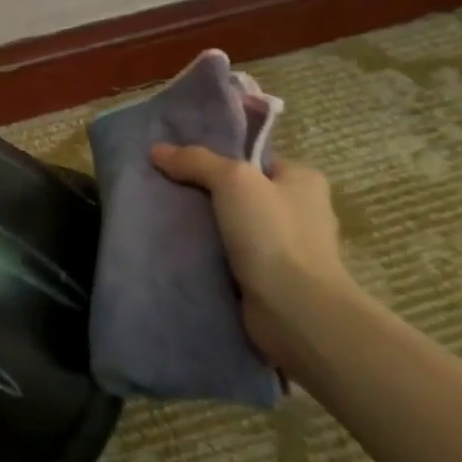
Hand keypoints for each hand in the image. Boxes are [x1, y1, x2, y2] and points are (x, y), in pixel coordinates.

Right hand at [147, 144, 353, 370]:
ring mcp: (290, 249)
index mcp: (304, 181)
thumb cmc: (272, 234)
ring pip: (236, 227)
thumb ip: (196, 161)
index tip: (181, 167)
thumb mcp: (232, 181)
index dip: (219, 161)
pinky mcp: (274, 280)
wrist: (295, 310)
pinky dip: (213, 256)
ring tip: (169, 223)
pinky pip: (235, 257)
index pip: (254, 162)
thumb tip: (157, 150)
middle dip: (208, 196)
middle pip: (242, 194)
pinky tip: (186, 253)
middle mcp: (302, 212)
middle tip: (168, 194)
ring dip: (208, 228)